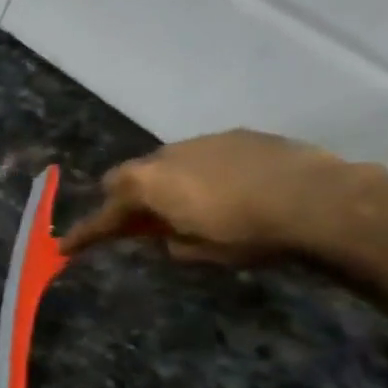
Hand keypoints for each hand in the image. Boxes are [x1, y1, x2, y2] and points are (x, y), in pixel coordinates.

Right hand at [59, 129, 357, 264]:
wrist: (321, 200)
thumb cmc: (248, 233)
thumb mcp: (197, 251)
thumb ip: (168, 240)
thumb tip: (166, 232)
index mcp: (146, 185)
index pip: (104, 215)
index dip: (85, 234)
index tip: (66, 247)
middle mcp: (164, 156)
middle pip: (127, 177)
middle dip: (128, 200)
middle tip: (143, 224)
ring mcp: (201, 141)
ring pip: (167, 164)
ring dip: (168, 185)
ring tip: (195, 207)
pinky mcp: (237, 135)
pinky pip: (203, 156)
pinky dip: (202, 174)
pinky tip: (231, 191)